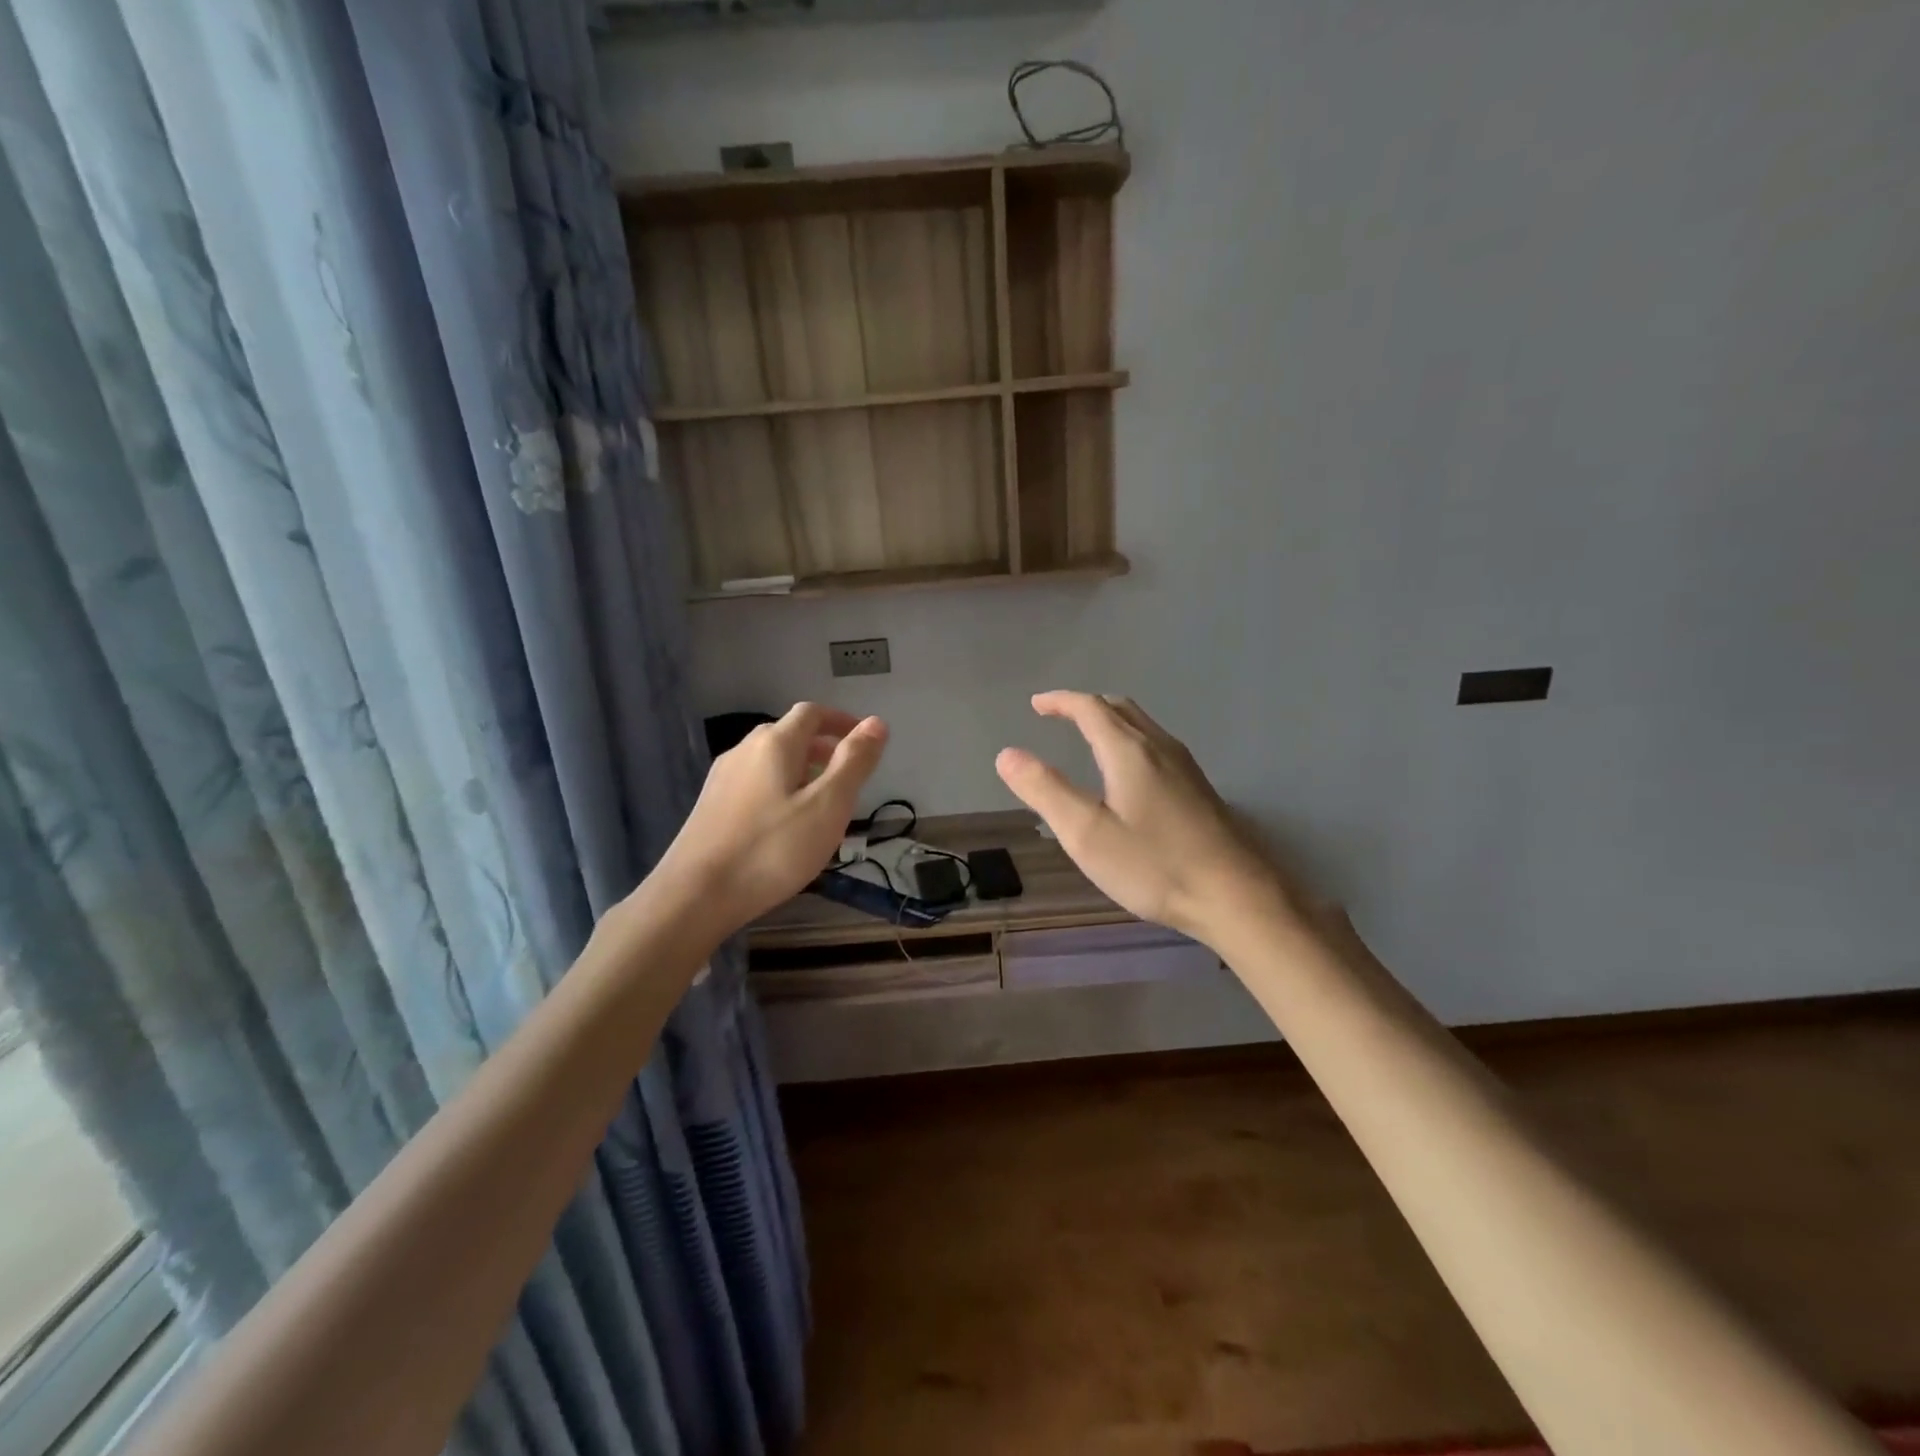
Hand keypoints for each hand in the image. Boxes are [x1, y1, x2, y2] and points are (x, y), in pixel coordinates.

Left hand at [652, 703, 887, 934]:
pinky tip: (784, 822)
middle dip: (821, 746)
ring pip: (769, 760)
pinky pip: (754, 782)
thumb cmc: (771, 849)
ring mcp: (722, 778)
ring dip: (800, 768)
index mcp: (774, 744)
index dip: (840, 720)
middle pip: (788, 734)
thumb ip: (854, 763)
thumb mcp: (828, 806)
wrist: (694, 896)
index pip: (811, 713)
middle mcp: (744, 750)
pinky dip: (779, 787)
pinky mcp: (710, 806)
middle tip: (847, 774)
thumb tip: (876, 722)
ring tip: (820, 801)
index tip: (864, 739)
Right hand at [996, 692, 1292, 943]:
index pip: (1090, 708)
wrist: (1236, 896)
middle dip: (1085, 705)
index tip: (1036, 704)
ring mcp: (1186, 767)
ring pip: (1142, 725)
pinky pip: (1156, 745)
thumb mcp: (1086, 833)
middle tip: (1058, 714)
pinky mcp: (1199, 789)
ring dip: (1110, 720)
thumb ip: (1045, 790)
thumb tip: (1007, 754)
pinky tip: (1128, 772)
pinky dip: (1129, 740)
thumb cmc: (1154, 865)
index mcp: (1129, 751)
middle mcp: (1160, 747)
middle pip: (1119, 708)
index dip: (1060, 701)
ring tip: (1088, 735)